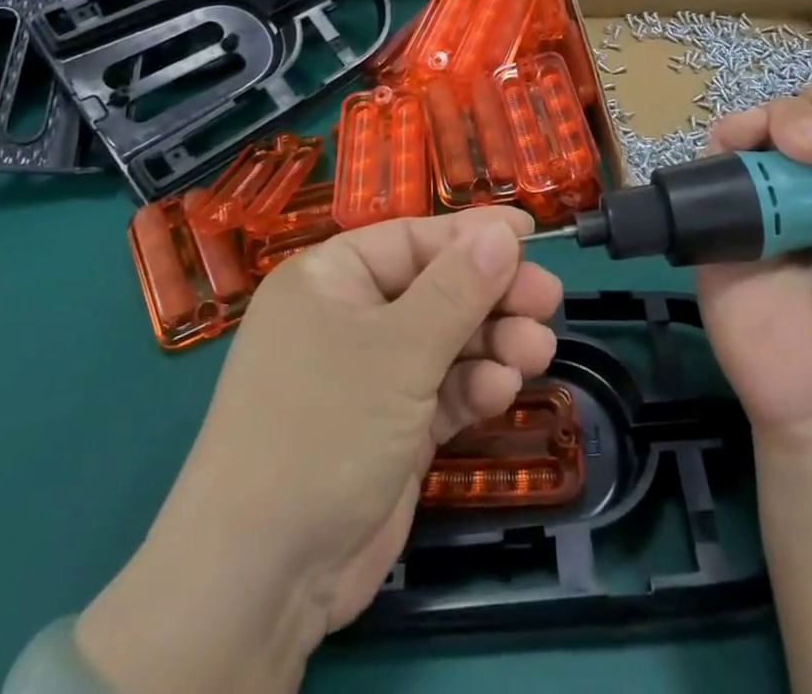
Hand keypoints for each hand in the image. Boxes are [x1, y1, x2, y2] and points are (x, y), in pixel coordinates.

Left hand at [75, 206, 563, 693]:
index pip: (414, 239)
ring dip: (493, 343)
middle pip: (437, 288)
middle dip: (493, 295)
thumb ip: (459, 288)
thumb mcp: (399, 350)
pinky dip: (474, 387)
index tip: (530, 234)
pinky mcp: (390, 426)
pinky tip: (503, 391)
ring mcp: (369, 376)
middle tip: (549, 300)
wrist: (263, 580)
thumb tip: (503, 231)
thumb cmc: (325, 427)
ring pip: (446, 340)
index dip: (472, 235)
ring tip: (537, 350)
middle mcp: (349, 317)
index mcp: (332, 279)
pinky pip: (441, 389)